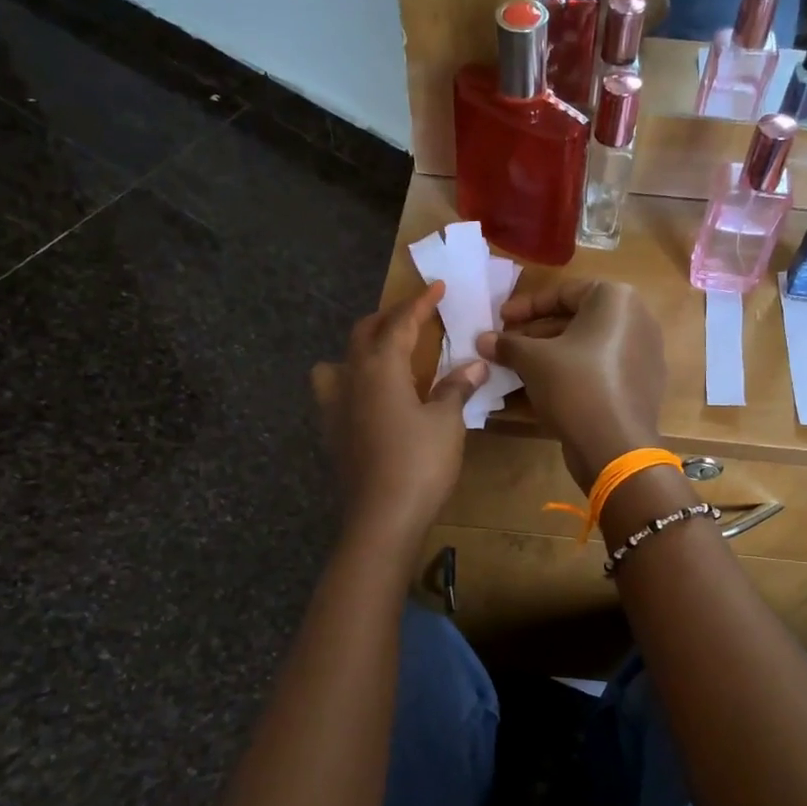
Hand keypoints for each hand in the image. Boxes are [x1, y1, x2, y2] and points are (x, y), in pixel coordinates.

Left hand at [311, 284, 484, 553]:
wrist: (382, 518)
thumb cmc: (419, 463)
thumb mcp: (446, 423)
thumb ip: (456, 389)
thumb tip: (474, 365)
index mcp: (380, 367)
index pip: (400, 322)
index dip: (420, 303)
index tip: (437, 287)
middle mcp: (351, 378)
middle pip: (363, 334)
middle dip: (388, 319)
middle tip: (414, 317)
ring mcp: (335, 407)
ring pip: (337, 362)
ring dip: (359, 350)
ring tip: (382, 357)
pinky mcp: (331, 434)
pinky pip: (335, 393)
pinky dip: (351, 383)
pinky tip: (371, 401)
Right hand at [478, 279, 664, 491]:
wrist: (615, 445)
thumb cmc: (574, 386)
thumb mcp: (533, 360)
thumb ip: (507, 344)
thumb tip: (482, 339)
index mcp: (616, 299)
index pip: (563, 292)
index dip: (525, 306)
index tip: (500, 319)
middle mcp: (638, 319)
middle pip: (577, 319)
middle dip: (537, 333)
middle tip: (507, 346)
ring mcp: (644, 353)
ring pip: (588, 346)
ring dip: (551, 354)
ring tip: (519, 368)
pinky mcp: (642, 384)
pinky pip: (602, 368)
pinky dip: (573, 373)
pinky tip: (545, 389)